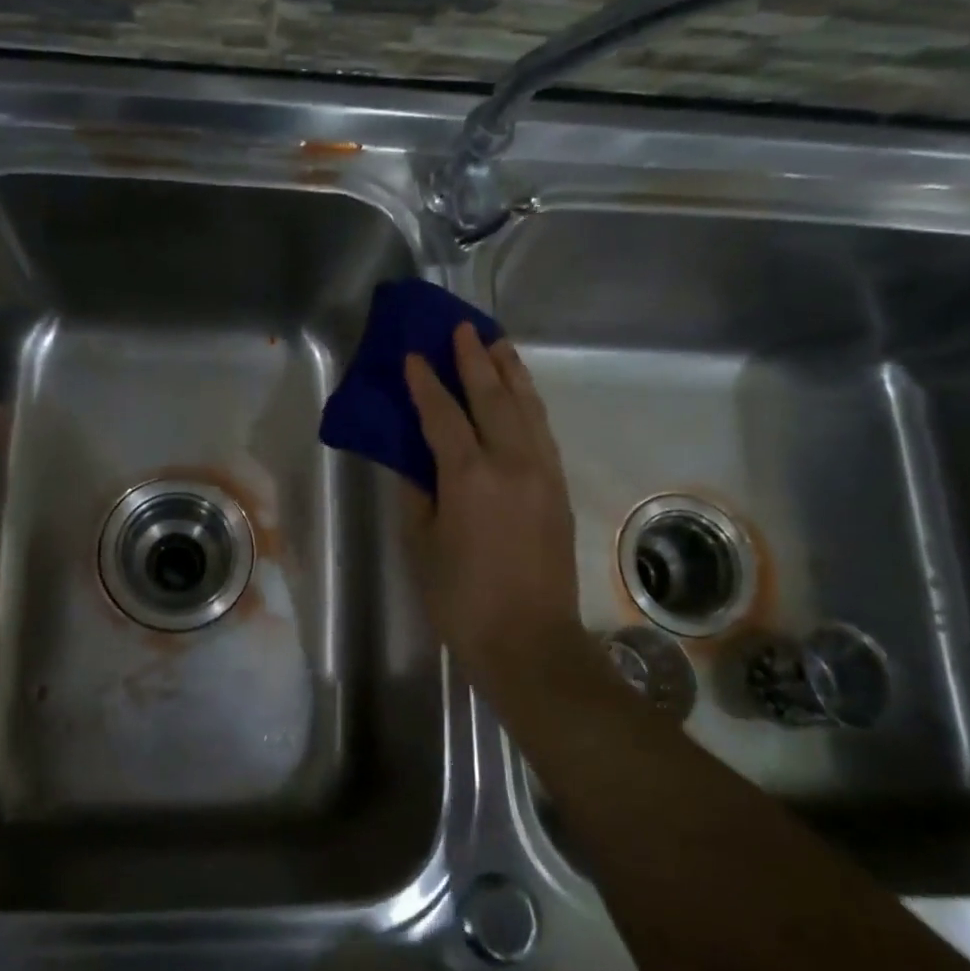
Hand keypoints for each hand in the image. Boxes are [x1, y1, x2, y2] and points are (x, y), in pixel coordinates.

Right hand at [403, 324, 590, 703]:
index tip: (411, 356)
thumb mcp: (422, 545)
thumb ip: (416, 492)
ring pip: (527, 408)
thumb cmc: (461, 598)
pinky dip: (529, 404)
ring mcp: (543, 473)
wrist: (529, 642)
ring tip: (498, 344)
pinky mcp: (559, 489)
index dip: (424, 384)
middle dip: (475, 359)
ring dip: (510, 373)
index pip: (443, 416)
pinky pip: (543, 431)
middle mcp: (512, 463)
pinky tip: (521, 396)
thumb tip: (411, 458)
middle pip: (492, 397)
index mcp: (470, 477)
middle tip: (462, 328)